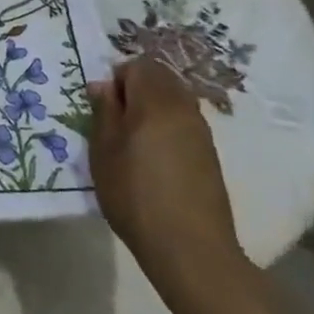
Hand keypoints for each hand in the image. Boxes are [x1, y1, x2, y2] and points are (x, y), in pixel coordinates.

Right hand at [89, 57, 246, 306]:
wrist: (190, 249)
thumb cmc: (136, 195)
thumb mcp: (104, 151)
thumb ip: (104, 111)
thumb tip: (103, 85)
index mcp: (156, 101)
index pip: (139, 65)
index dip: (118, 79)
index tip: (105, 107)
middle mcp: (184, 108)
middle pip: (160, 78)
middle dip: (136, 89)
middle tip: (116, 121)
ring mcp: (201, 132)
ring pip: (174, 99)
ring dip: (153, 108)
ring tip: (133, 142)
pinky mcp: (210, 155)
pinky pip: (184, 123)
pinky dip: (167, 127)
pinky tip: (155, 160)